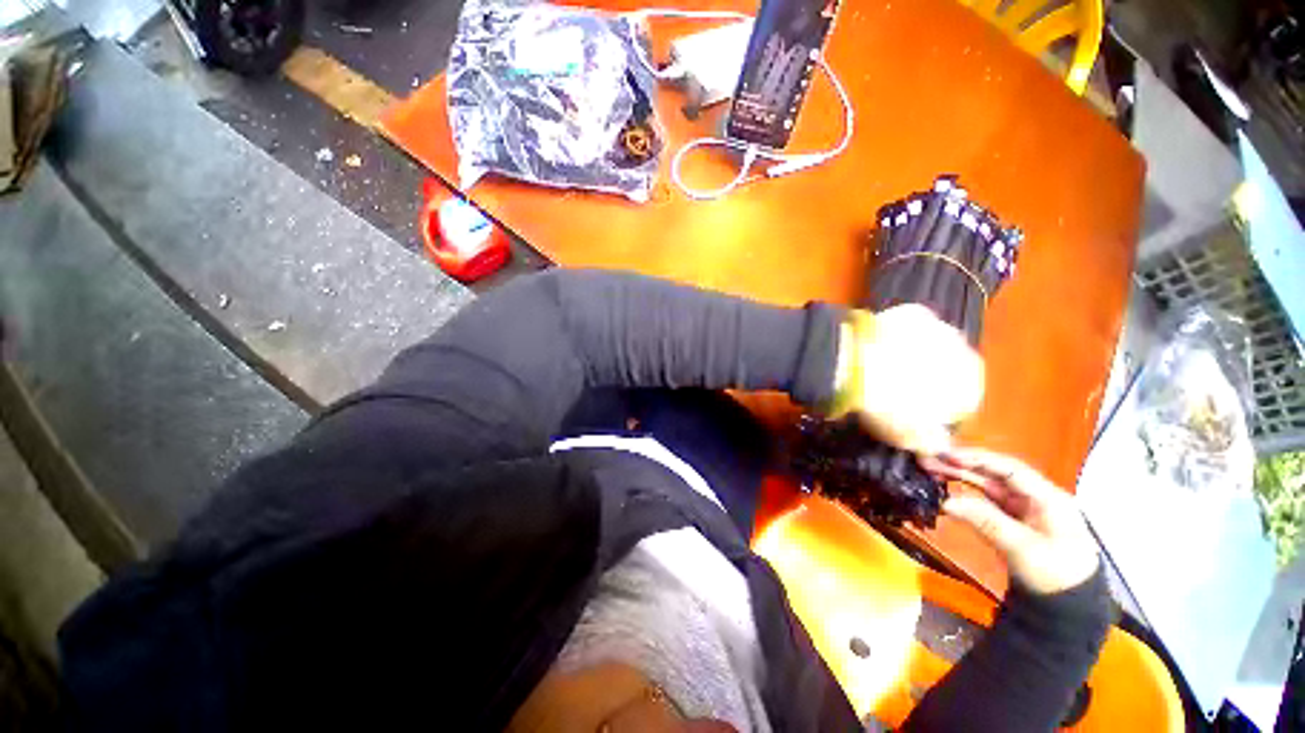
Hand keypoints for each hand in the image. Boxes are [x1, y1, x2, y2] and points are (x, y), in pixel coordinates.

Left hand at [833, 305, 984, 455]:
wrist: (854, 364)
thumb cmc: (886, 406)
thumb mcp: (907, 436)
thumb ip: (929, 441)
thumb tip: (936, 442)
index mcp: (969, 386)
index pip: (963, 401)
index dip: (939, 408)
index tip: (915, 411)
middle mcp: (964, 353)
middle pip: (950, 369)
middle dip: (929, 378)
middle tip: (897, 387)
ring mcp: (939, 328)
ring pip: (932, 345)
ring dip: (916, 354)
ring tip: (885, 364)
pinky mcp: (913, 312)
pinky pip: (910, 325)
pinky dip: (899, 334)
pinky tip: (879, 343)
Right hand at [924, 448, 1100, 594]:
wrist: (1067, 607)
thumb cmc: (1055, 575)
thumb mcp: (1023, 549)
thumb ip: (986, 522)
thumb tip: (947, 503)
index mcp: (1048, 498)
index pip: (1010, 468)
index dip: (978, 459)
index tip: (948, 455)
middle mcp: (1034, 497)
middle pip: (995, 473)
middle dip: (963, 465)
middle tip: (930, 459)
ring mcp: (1022, 508)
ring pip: (987, 484)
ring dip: (960, 476)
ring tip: (931, 469)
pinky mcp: (1011, 520)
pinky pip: (984, 500)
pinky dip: (964, 493)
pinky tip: (946, 489)